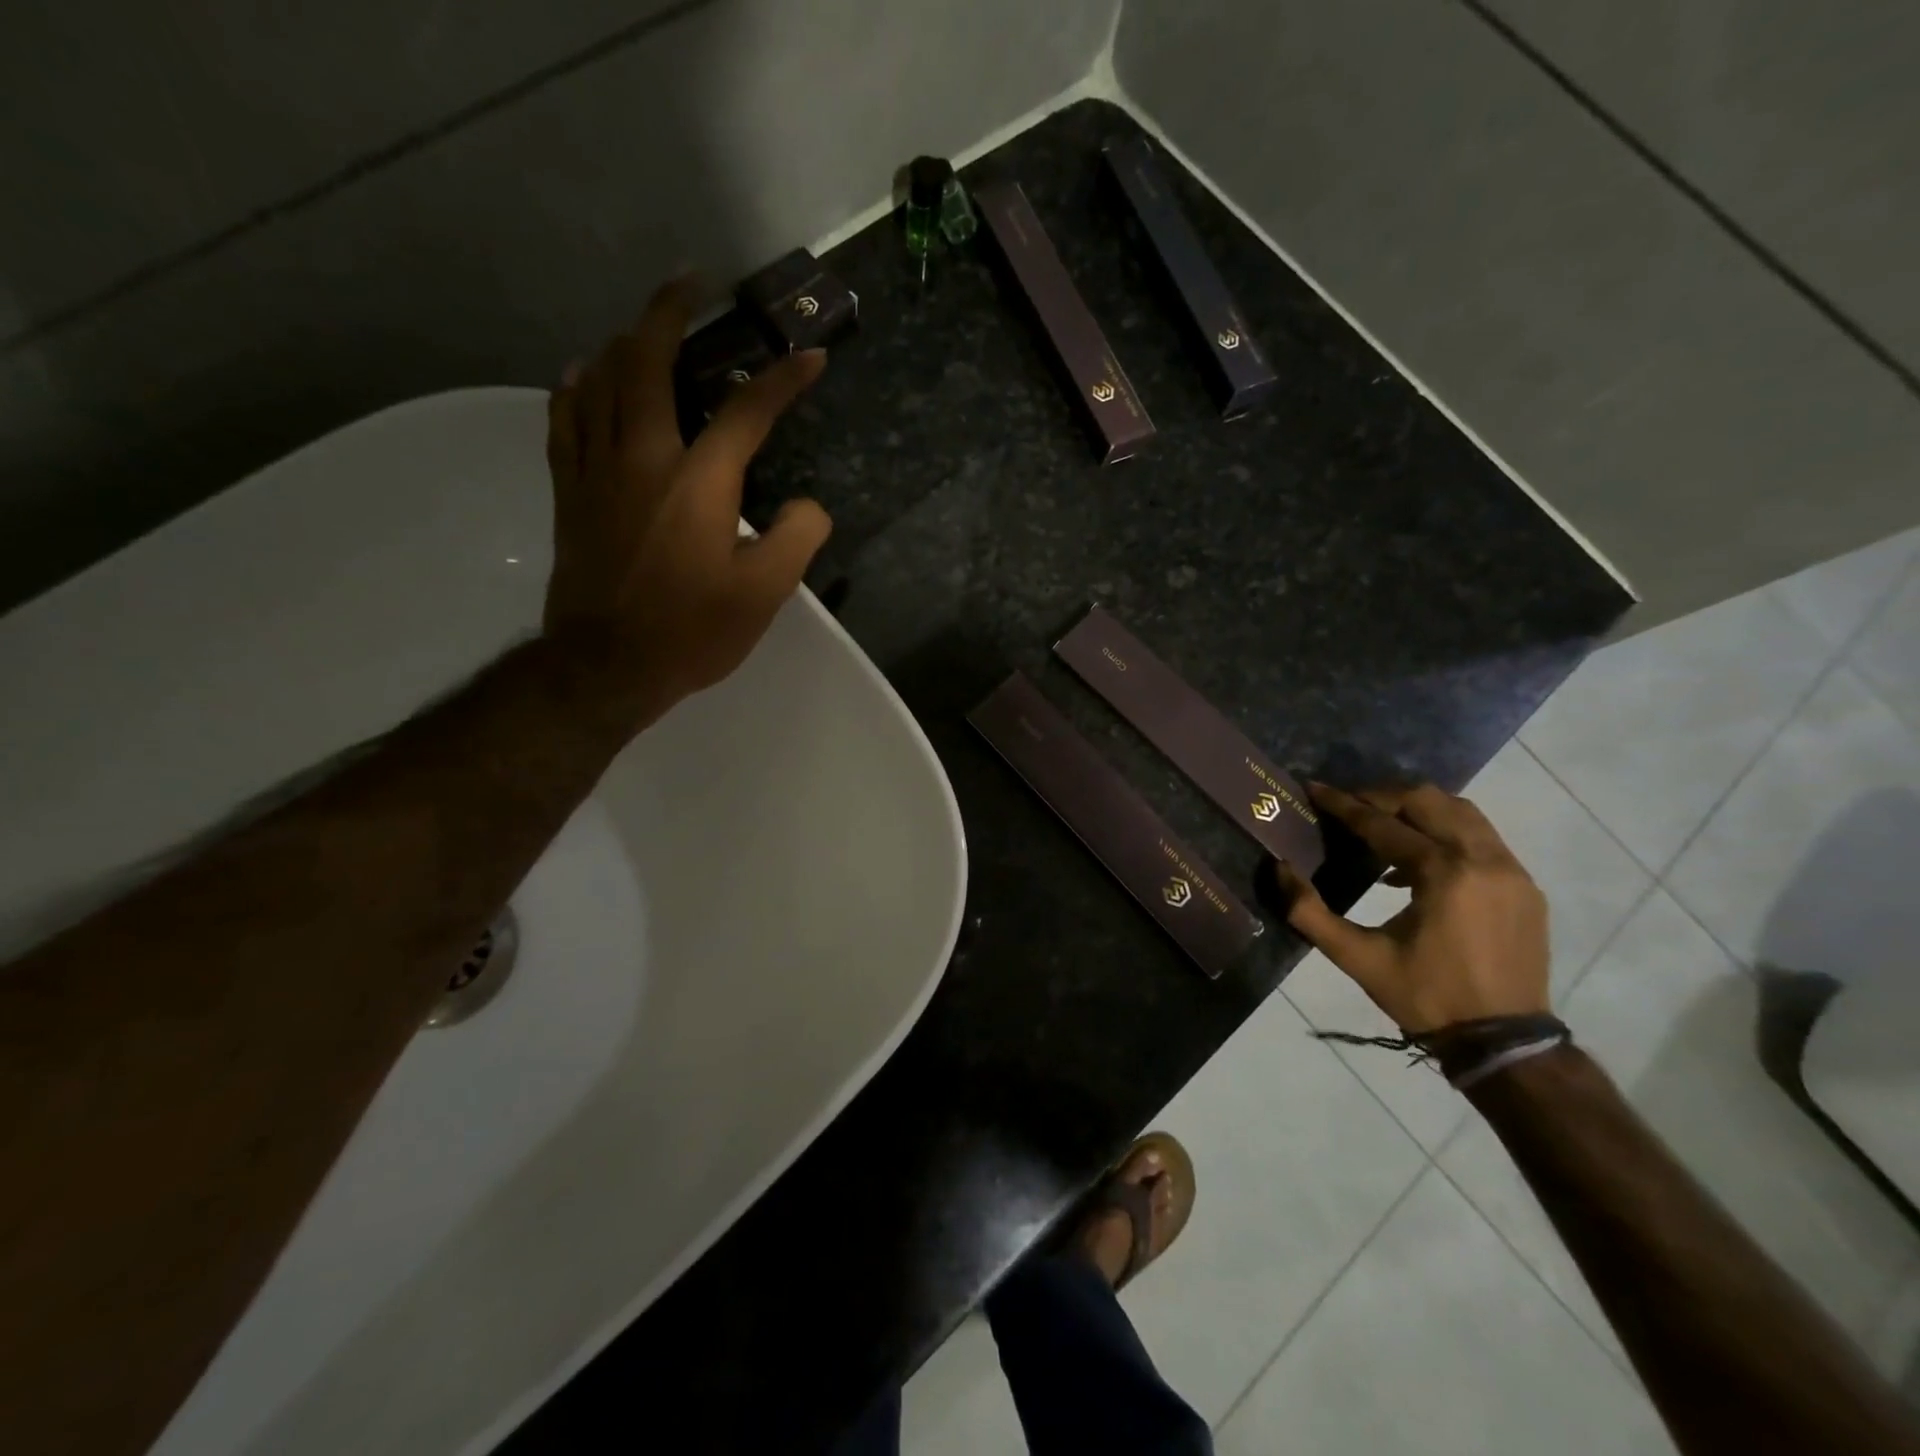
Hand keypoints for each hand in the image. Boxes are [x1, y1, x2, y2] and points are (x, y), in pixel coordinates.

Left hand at [542, 277, 831, 728]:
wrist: (607, 666)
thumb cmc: (691, 632)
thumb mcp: (764, 595)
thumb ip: (796, 540)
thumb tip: (808, 506)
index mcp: (698, 483)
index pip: (747, 412)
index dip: (782, 380)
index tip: (809, 357)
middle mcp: (643, 458)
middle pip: (648, 362)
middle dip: (670, 312)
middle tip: (690, 283)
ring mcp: (597, 471)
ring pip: (599, 380)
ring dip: (623, 341)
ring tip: (642, 326)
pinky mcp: (571, 492)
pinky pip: (564, 420)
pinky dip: (575, 387)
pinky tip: (582, 374)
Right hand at [1274, 782, 1549, 1032]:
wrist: (1504, 1043)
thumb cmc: (1426, 996)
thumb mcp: (1357, 958)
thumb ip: (1309, 912)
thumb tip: (1279, 869)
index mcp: (1443, 873)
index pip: (1383, 823)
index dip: (1343, 805)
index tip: (1315, 788)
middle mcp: (1483, 859)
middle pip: (1428, 801)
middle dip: (1382, 796)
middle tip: (1349, 805)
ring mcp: (1512, 871)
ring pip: (1461, 812)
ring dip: (1418, 810)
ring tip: (1383, 825)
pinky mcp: (1525, 887)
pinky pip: (1481, 839)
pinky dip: (1446, 833)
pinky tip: (1419, 862)